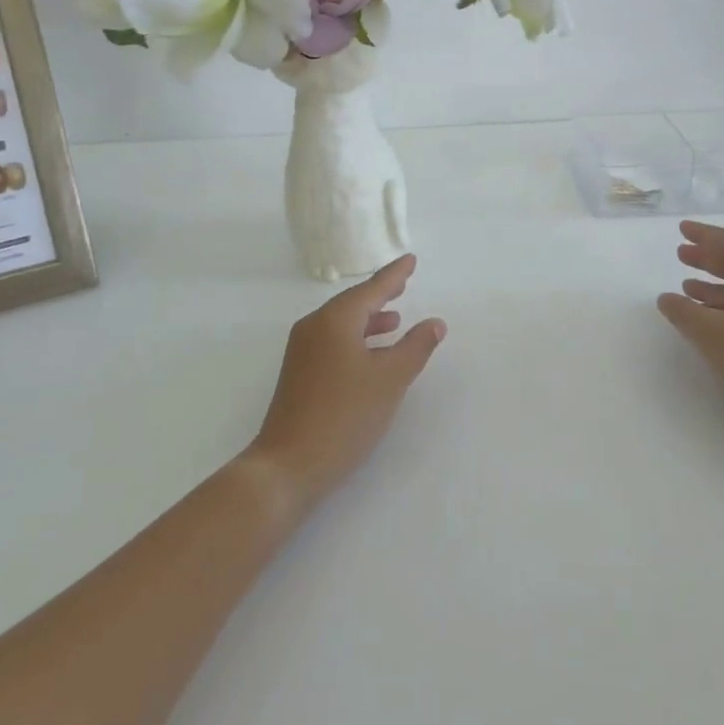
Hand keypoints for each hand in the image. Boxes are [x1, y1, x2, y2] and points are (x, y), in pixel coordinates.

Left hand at [244, 254, 446, 514]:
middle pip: (353, 303)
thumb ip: (415, 347)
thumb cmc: (344, 416)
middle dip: (380, 294)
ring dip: (369, 319)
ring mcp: (302, 350)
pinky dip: (356, 338)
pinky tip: (371, 354)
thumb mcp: (389, 380)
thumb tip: (435, 322)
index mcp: (335, 320)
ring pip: (342, 323)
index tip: (411, 260)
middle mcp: (314, 327)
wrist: (288, 464)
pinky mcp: (299, 372)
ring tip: (395, 319)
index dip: (394, 275)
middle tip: (404, 282)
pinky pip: (333, 340)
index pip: (371, 289)